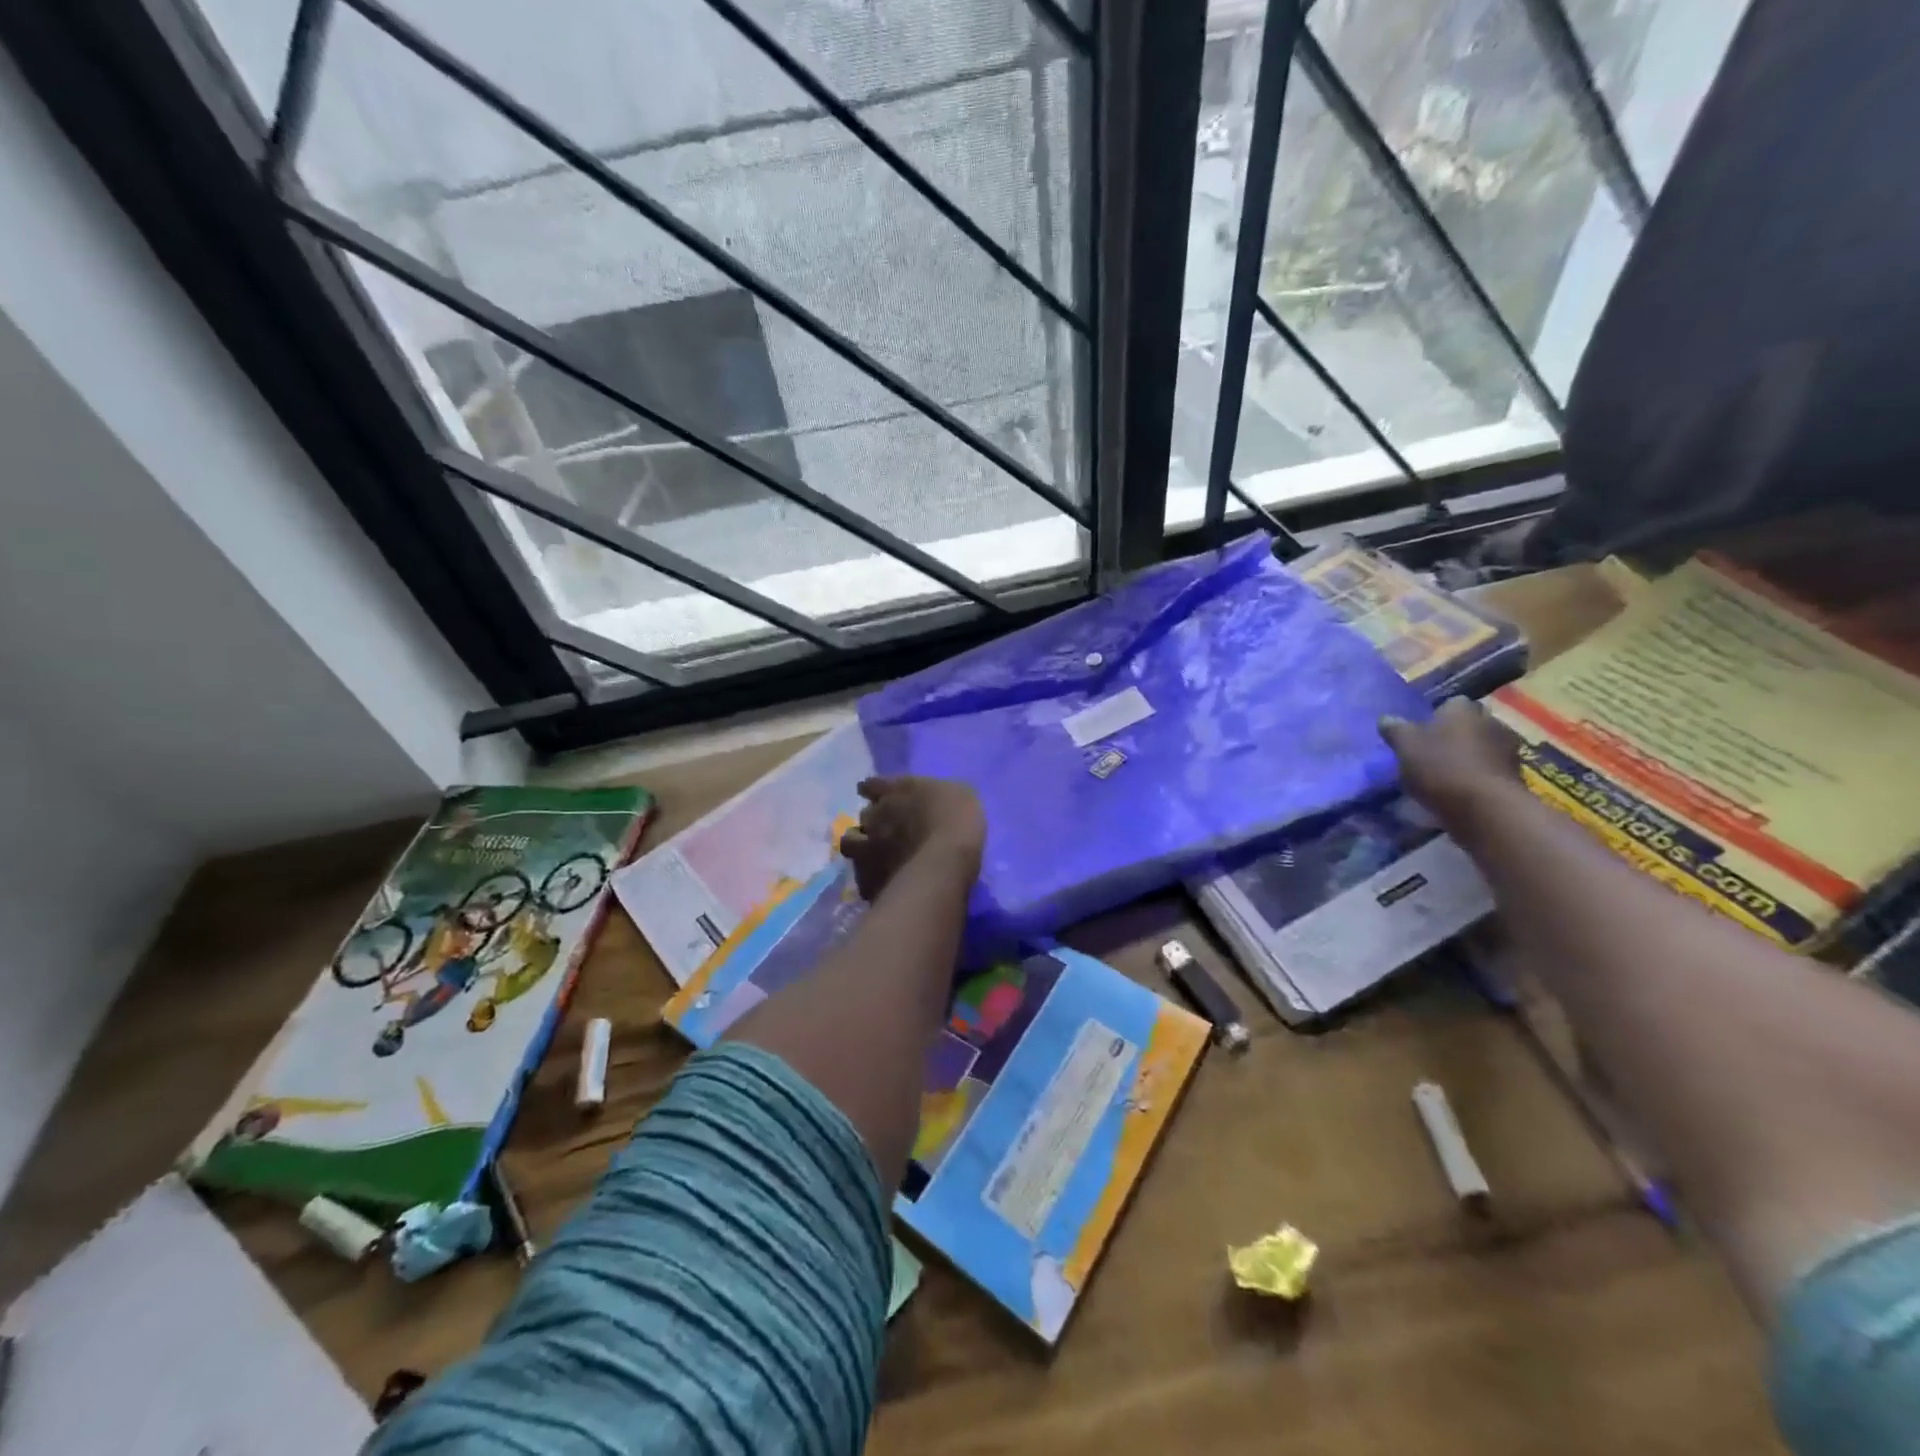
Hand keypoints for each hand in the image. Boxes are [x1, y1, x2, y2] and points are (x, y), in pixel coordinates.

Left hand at [839, 776, 985, 900]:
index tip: (874, 793)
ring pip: (850, 842)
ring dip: (860, 845)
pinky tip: (882, 881)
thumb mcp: (960, 794)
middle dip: (872, 820)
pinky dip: (870, 876)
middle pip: (864, 814)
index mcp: (896, 790)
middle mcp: (875, 815)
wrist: (943, 865)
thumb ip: (939, 795)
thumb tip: (935, 797)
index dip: (873, 789)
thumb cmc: (957, 821)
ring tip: (873, 854)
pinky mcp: (867, 878)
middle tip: (886, 829)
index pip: (872, 784)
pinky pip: (863, 875)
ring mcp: (866, 847)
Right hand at [1379, 698, 1521, 825]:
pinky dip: (1477, 776)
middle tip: (1431, 753)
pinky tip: (1461, 790)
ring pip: (1481, 747)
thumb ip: (1395, 730)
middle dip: (1453, 736)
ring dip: (1468, 756)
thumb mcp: (1405, 746)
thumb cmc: (1441, 767)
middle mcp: (1490, 720)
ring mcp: (1508, 748)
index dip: (1434, 718)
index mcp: (1462, 708)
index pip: (1449, 704)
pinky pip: (1489, 769)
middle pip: (1468, 724)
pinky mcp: (1516, 775)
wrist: (1486, 807)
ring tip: (1445, 775)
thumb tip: (1386, 719)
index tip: (1420, 734)